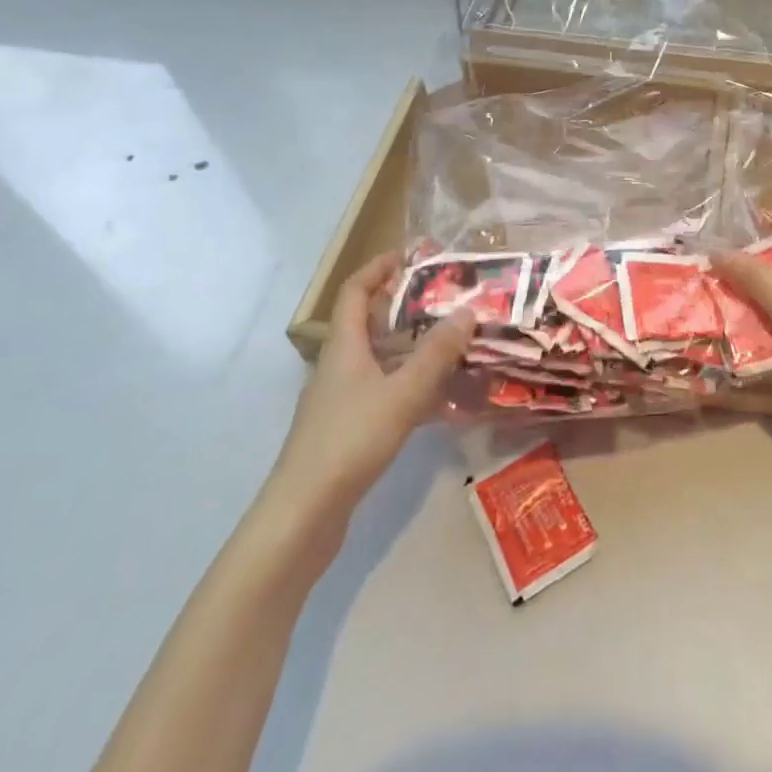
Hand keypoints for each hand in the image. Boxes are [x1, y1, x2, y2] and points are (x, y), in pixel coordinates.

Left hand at [266, 252, 476, 520]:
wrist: (303, 515)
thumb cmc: (350, 440)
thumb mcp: (403, 393)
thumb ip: (437, 354)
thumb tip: (468, 311)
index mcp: (343, 346)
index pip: (354, 291)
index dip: (378, 268)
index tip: (408, 255)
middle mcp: (338, 367)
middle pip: (368, 324)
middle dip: (405, 309)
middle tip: (445, 302)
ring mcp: (339, 401)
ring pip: (380, 362)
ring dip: (412, 351)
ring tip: (453, 348)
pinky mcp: (346, 431)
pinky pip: (384, 394)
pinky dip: (410, 389)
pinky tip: (442, 405)